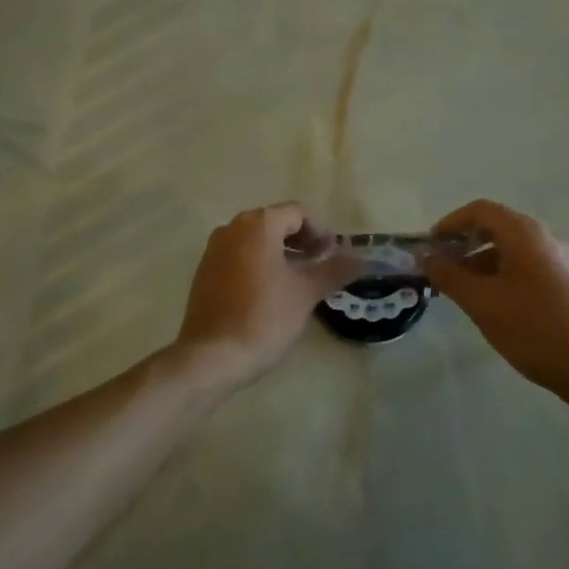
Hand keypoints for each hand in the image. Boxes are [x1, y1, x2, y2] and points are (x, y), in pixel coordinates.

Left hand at [173, 203, 360, 388]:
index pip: (298, 213)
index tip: (333, 255)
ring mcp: (214, 249)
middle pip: (275, 222)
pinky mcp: (205, 272)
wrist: (212, 355)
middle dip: (301, 241)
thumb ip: (335, 270)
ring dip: (280, 253)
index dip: (321, 231)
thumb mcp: (306, 293)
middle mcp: (232, 228)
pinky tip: (270, 293)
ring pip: (255, 240)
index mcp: (258, 224)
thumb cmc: (264, 317)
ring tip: (298, 281)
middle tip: (320, 265)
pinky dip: (259, 264)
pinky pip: (238, 256)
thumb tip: (363, 259)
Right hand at [422, 199, 568, 398]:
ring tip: (462, 292)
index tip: (430, 247)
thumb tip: (426, 257)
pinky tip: (494, 305)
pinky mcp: (568, 283)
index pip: (480, 211)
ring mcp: (560, 261)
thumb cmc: (534, 329)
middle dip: (464, 245)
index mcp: (524, 234)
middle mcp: (545, 238)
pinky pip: (526, 266)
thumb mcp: (482, 302)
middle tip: (441, 270)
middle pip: (496, 227)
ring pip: (511, 250)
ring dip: (481, 263)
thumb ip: (449, 275)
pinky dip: (501, 275)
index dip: (450, 223)